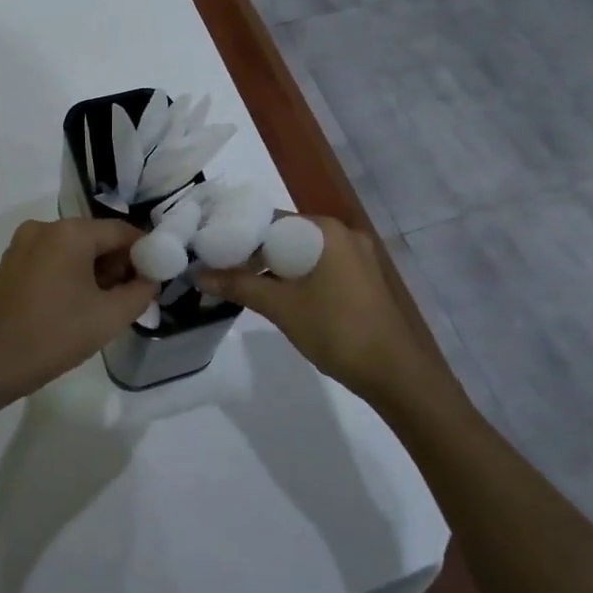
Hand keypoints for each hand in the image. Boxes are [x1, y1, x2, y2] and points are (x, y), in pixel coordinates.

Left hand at [0, 217, 156, 402]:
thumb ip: (140, 292)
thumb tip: (150, 280)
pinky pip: (51, 259)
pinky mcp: (10, 263)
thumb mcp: (109, 317)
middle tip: (130, 296)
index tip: (155, 277)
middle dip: (117, 264)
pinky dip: (69, 275)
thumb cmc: (55, 335)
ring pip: (72, 250)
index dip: (144, 252)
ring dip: (93, 271)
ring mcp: (22, 244)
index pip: (121, 232)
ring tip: (104, 305)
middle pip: (95, 238)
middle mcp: (45, 227)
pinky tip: (75, 305)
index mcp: (70, 232)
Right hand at [195, 216, 428, 399]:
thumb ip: (239, 285)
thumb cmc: (336, 330)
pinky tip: (278, 296)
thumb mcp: (281, 307)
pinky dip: (296, 277)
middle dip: (255, 253)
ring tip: (243, 285)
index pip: (270, 220)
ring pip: (302, 253)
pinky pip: (319, 267)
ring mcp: (356, 256)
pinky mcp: (362, 278)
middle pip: (286, 235)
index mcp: (324, 230)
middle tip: (222, 271)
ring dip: (274, 268)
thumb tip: (198, 274)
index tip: (212, 251)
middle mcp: (342, 234)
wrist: (394, 373)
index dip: (238, 235)